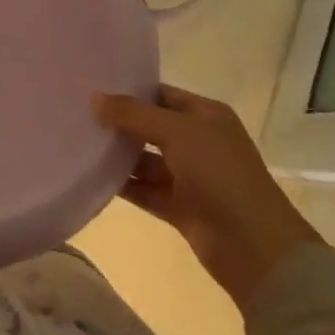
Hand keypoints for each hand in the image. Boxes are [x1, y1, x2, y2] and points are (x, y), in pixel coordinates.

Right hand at [94, 84, 320, 312]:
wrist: (255, 248)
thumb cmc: (220, 174)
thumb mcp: (176, 132)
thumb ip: (133, 114)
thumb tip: (94, 98)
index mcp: (206, 116)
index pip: (161, 94)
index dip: (130, 90)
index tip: (93, 87)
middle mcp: (198, 142)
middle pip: (151, 126)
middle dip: (120, 122)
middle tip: (79, 113)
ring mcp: (190, 177)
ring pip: (146, 159)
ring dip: (119, 154)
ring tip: (79, 142)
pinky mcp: (181, 207)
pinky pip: (146, 189)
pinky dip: (124, 184)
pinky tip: (93, 175)